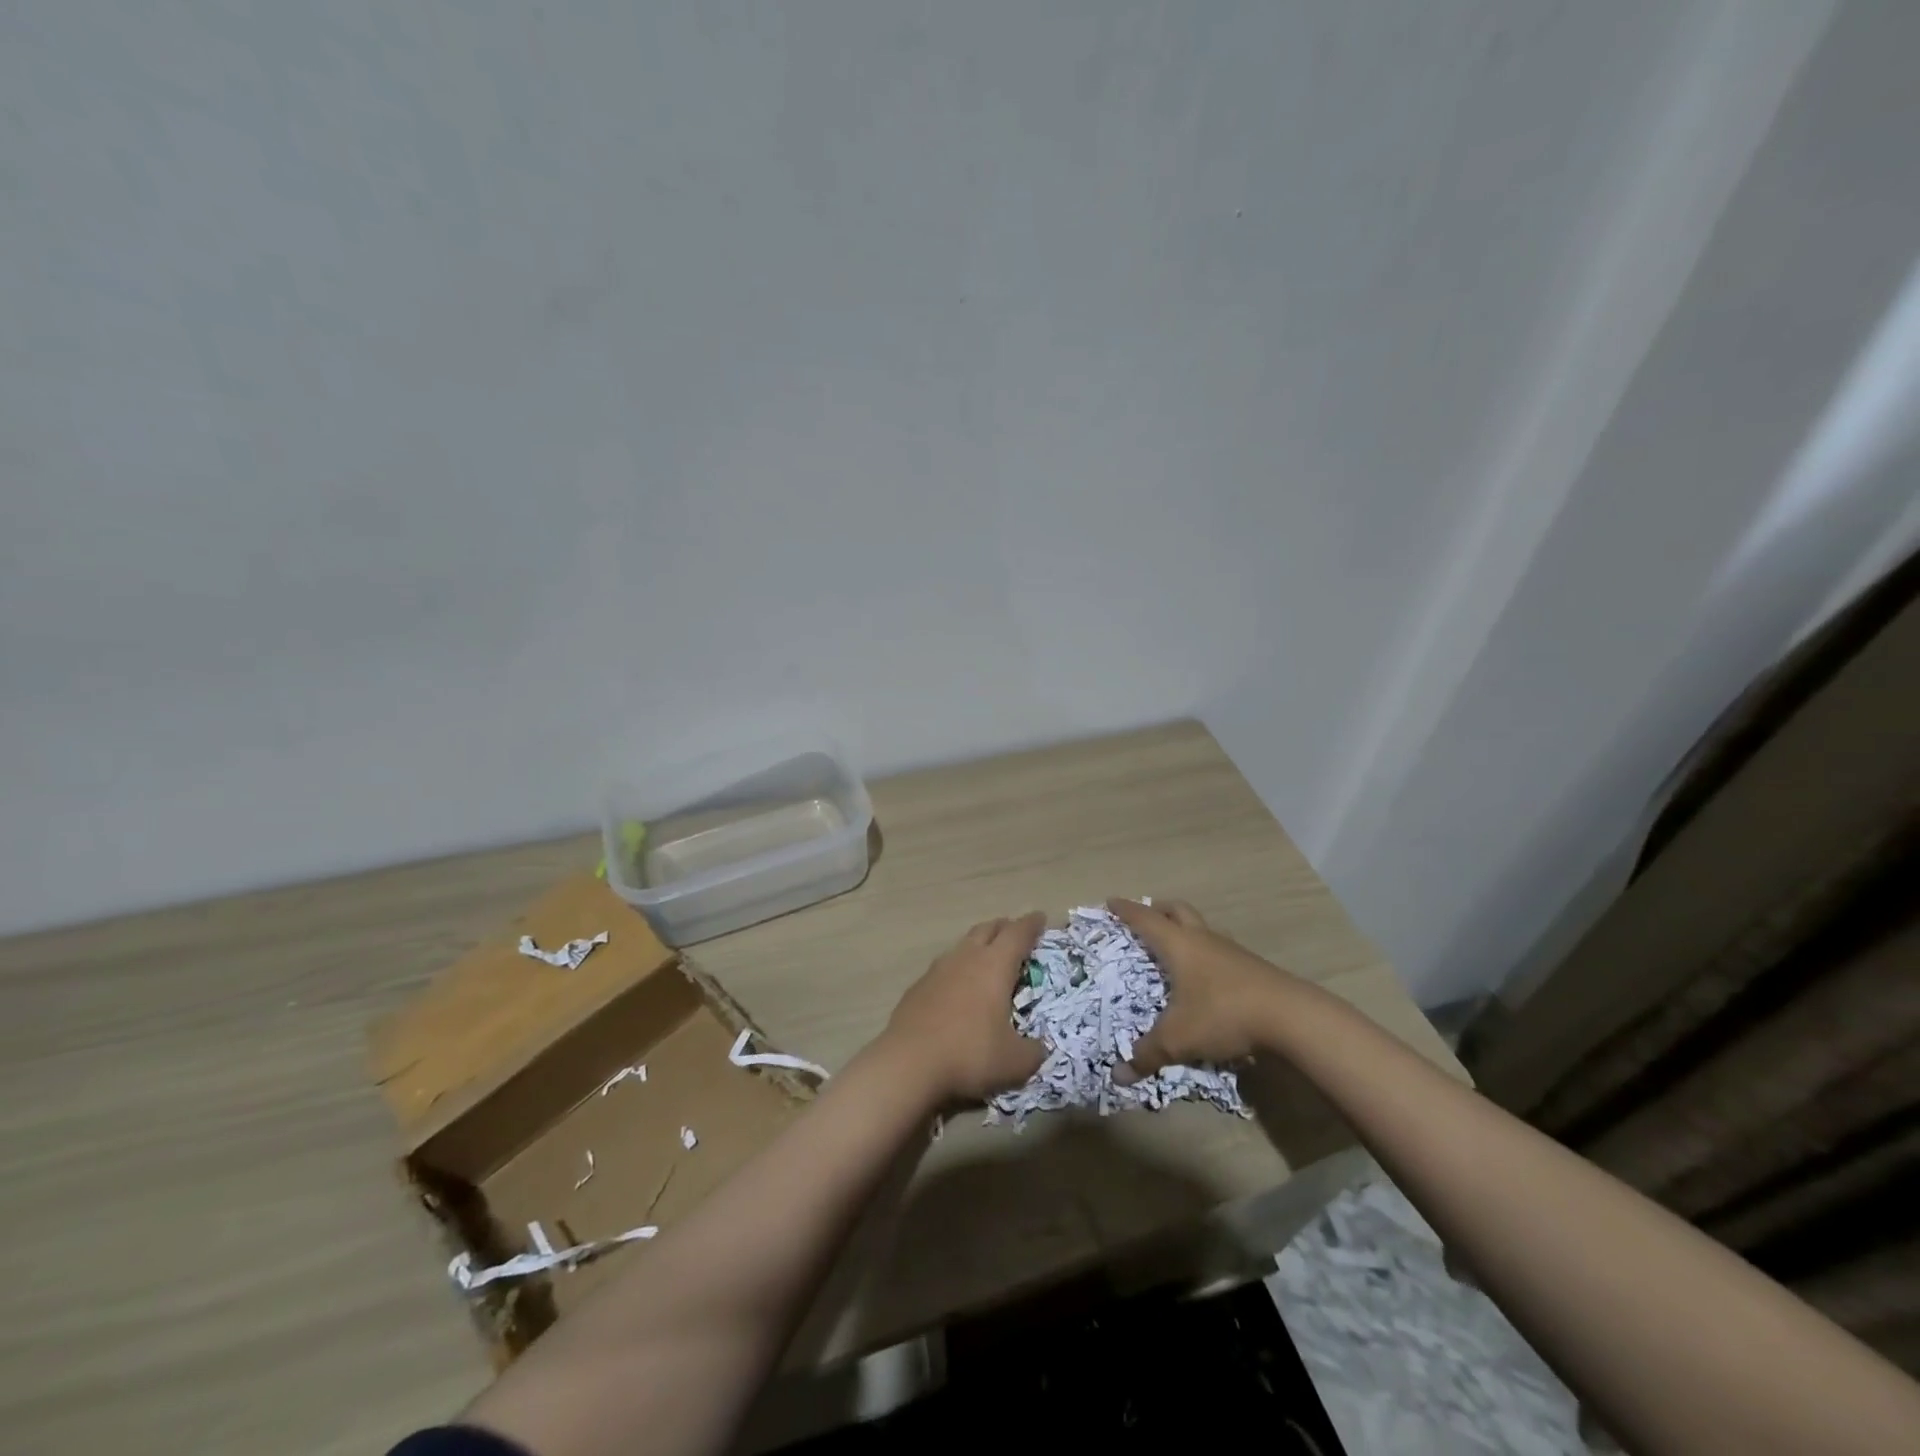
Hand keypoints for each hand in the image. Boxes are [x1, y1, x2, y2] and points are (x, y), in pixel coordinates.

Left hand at [880, 913, 1049, 1102]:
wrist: (908, 1063)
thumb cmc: (969, 1054)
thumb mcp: (1015, 1062)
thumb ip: (1034, 1052)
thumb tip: (1040, 1048)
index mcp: (994, 966)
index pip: (1017, 934)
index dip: (1031, 924)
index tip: (1040, 917)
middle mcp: (966, 958)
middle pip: (987, 929)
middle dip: (1004, 927)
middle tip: (1015, 932)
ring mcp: (938, 970)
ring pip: (962, 945)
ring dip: (978, 945)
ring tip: (986, 957)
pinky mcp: (918, 986)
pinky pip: (944, 968)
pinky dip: (957, 969)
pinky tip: (957, 987)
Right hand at [1109, 898, 1300, 1079]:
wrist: (1290, 1017)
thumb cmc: (1222, 1014)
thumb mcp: (1178, 1039)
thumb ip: (1147, 1055)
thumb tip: (1117, 1076)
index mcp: (1178, 945)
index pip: (1145, 919)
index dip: (1126, 910)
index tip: (1110, 902)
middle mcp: (1203, 939)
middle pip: (1178, 911)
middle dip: (1159, 910)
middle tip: (1145, 917)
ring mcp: (1231, 951)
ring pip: (1203, 928)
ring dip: (1187, 930)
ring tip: (1176, 947)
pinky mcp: (1252, 967)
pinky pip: (1221, 950)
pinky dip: (1207, 954)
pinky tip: (1207, 976)